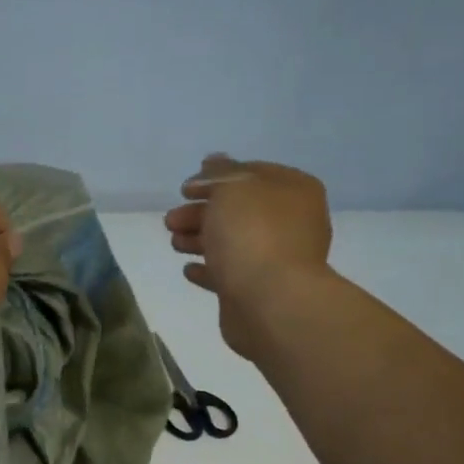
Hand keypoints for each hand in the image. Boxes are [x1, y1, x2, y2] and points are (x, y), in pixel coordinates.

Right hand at [164, 155, 333, 360]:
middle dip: (201, 213)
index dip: (215, 178)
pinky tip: (189, 269)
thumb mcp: (233, 189)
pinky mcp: (259, 289)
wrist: (270, 301)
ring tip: (174, 243)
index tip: (185, 189)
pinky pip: (229, 273)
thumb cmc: (253, 234)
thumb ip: (220, 174)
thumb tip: (213, 162)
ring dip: (200, 239)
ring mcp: (276, 258)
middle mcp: (290, 222)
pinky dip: (209, 269)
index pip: (251, 174)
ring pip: (231, 242)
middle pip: (238, 210)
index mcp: (293, 191)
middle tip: (170, 221)